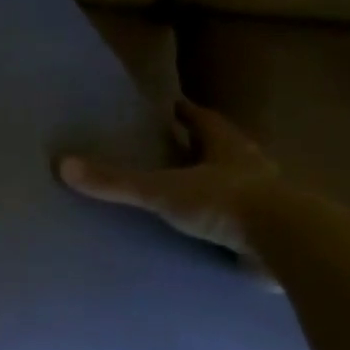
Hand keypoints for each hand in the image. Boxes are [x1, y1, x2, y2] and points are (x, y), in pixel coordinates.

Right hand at [57, 100, 281, 258]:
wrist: (287, 244)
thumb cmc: (224, 203)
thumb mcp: (161, 190)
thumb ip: (115, 182)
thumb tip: (62, 165)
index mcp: (227, 148)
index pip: (205, 121)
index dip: (188, 113)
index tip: (173, 106)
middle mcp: (251, 167)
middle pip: (225, 149)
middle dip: (203, 147)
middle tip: (178, 145)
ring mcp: (267, 201)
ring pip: (239, 183)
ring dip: (219, 183)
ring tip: (191, 188)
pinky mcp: (273, 232)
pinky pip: (244, 221)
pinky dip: (227, 221)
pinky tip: (211, 230)